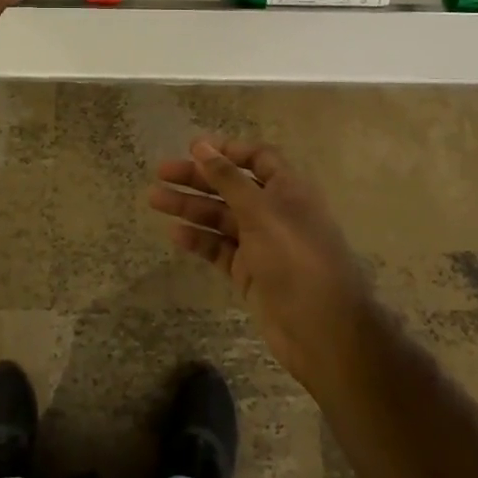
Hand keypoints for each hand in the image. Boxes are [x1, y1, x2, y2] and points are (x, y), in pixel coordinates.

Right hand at [148, 138, 374, 388]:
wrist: (323, 332)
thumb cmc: (296, 259)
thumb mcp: (261, 211)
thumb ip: (228, 178)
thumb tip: (201, 145)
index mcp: (287, 189)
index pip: (258, 158)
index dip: (228, 150)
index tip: (194, 148)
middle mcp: (274, 212)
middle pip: (232, 186)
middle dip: (198, 178)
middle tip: (161, 173)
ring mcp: (261, 244)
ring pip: (220, 217)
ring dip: (190, 206)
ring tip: (155, 199)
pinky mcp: (249, 273)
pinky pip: (219, 248)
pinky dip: (199, 239)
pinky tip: (175, 234)